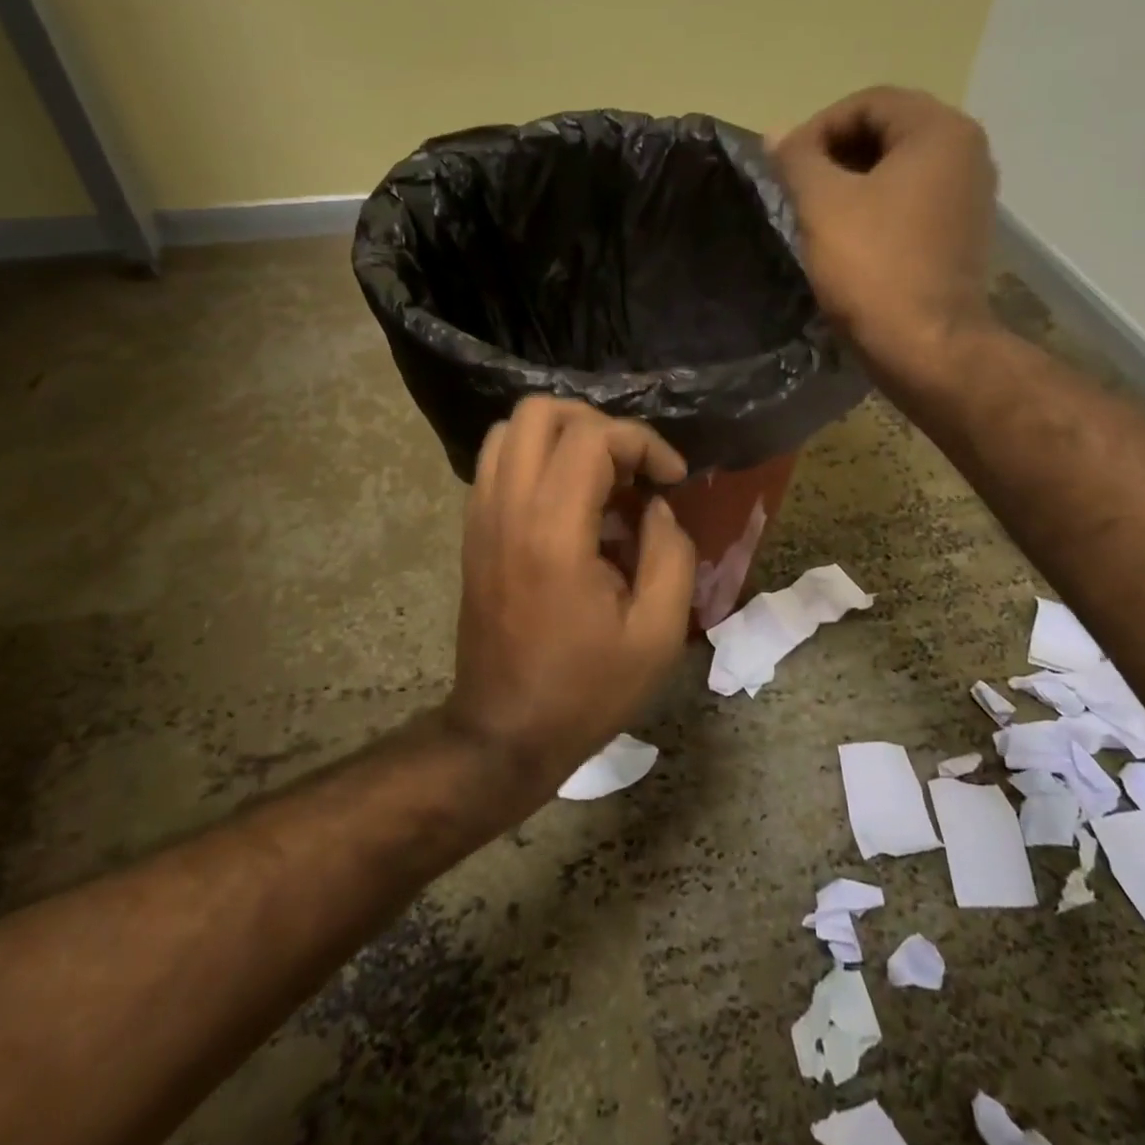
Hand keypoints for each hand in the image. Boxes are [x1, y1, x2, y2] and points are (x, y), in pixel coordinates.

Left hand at [445, 397, 696, 800]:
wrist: (504, 732)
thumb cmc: (587, 689)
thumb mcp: (657, 632)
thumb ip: (672, 554)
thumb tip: (656, 508)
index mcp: (553, 531)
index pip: (592, 436)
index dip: (643, 443)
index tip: (672, 479)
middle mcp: (507, 508)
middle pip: (539, 412)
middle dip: (598, 425)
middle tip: (632, 469)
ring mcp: (481, 517)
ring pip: (510, 430)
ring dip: (563, 437)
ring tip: (602, 480)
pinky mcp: (472, 531)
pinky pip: (498, 463)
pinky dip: (537, 459)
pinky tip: (571, 503)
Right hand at [771, 86, 999, 392]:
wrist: (926, 347)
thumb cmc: (874, 268)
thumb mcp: (823, 205)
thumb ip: (798, 159)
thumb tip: (777, 133)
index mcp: (939, 131)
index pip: (868, 102)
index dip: (818, 128)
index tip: (785, 167)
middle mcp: (967, 152)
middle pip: (887, 132)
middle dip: (835, 155)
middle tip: (797, 190)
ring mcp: (970, 196)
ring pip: (899, 170)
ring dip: (853, 184)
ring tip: (817, 216)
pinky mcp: (962, 234)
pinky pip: (912, 203)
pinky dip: (877, 209)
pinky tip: (849, 240)